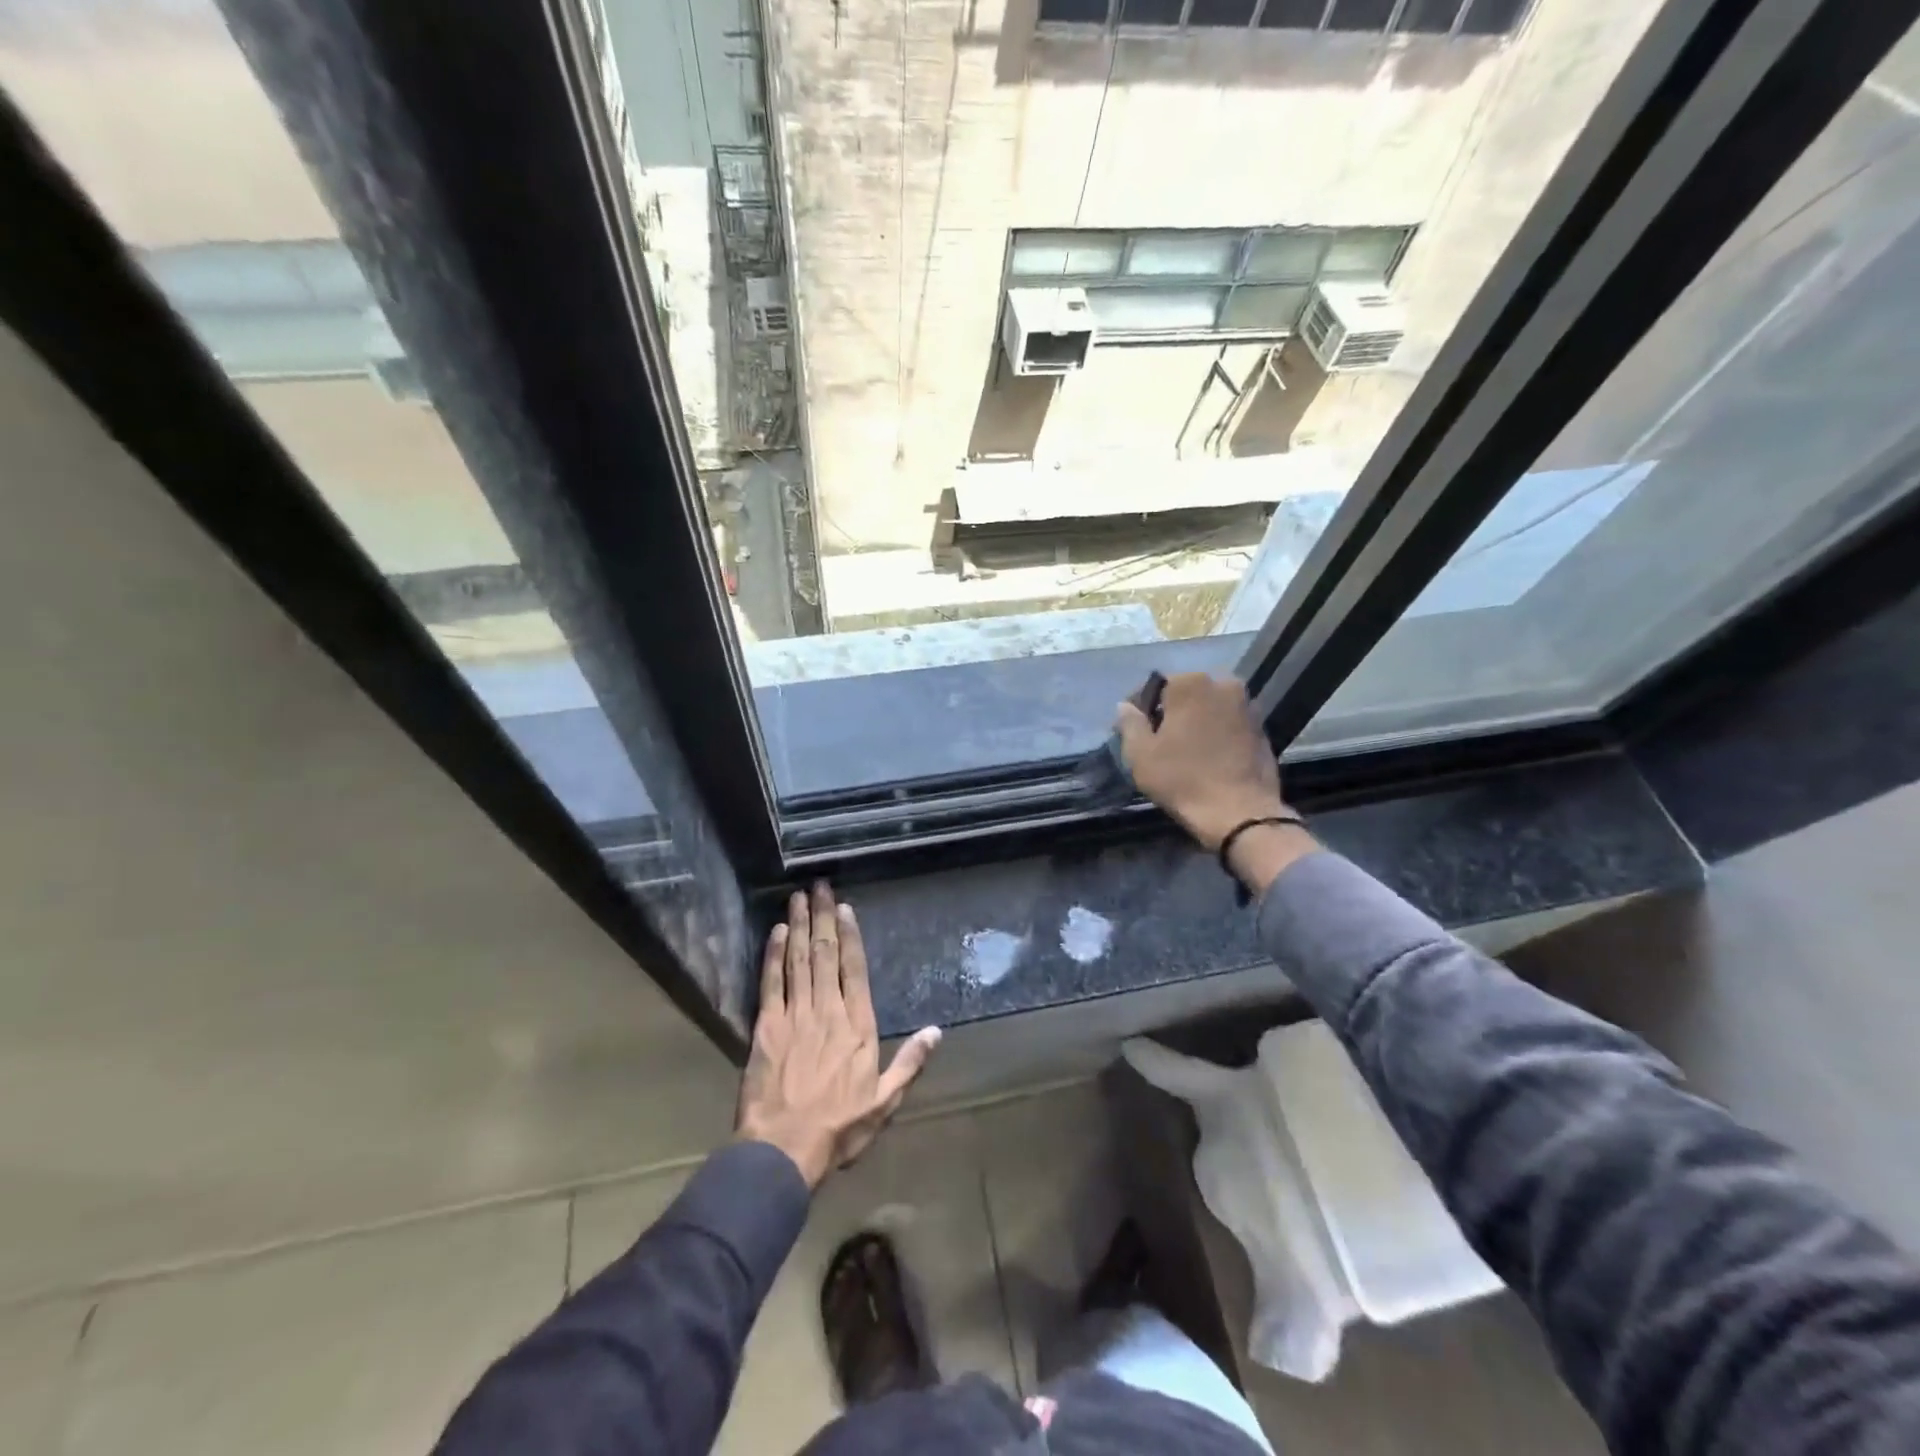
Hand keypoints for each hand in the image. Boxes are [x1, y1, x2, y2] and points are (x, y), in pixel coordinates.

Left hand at [736, 883, 941, 1189]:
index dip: (849, 935)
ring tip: (798, 897)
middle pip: (825, 954)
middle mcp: (827, 1010)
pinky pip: (771, 982)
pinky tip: (774, 932)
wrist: (784, 1149)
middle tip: (819, 886)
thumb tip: (936, 1031)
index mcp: (857, 1025)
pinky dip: (773, 955)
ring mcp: (795, 1015)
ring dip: (797, 926)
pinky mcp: (767, 1026)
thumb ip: (910, 1062)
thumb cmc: (839, 1127)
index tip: (844, 907)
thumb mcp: (885, 1101)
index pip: (854, 969)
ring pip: (798, 960)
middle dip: (821, 917)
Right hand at [1116, 673, 1290, 850]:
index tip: (1132, 732)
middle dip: (1170, 712)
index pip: (1154, 685)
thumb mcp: (1141, 754)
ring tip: (1183, 751)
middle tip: (1158, 742)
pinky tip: (1208, 757)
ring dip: (1195, 721)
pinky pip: (1229, 723)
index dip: (1139, 708)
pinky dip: (1216, 733)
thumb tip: (1126, 706)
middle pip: (1185, 694)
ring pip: (1209, 707)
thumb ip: (1130, 723)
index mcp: (1190, 683)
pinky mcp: (1262, 728)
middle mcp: (1223, 684)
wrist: (1240, 813)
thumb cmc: (1183, 779)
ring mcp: (1247, 705)